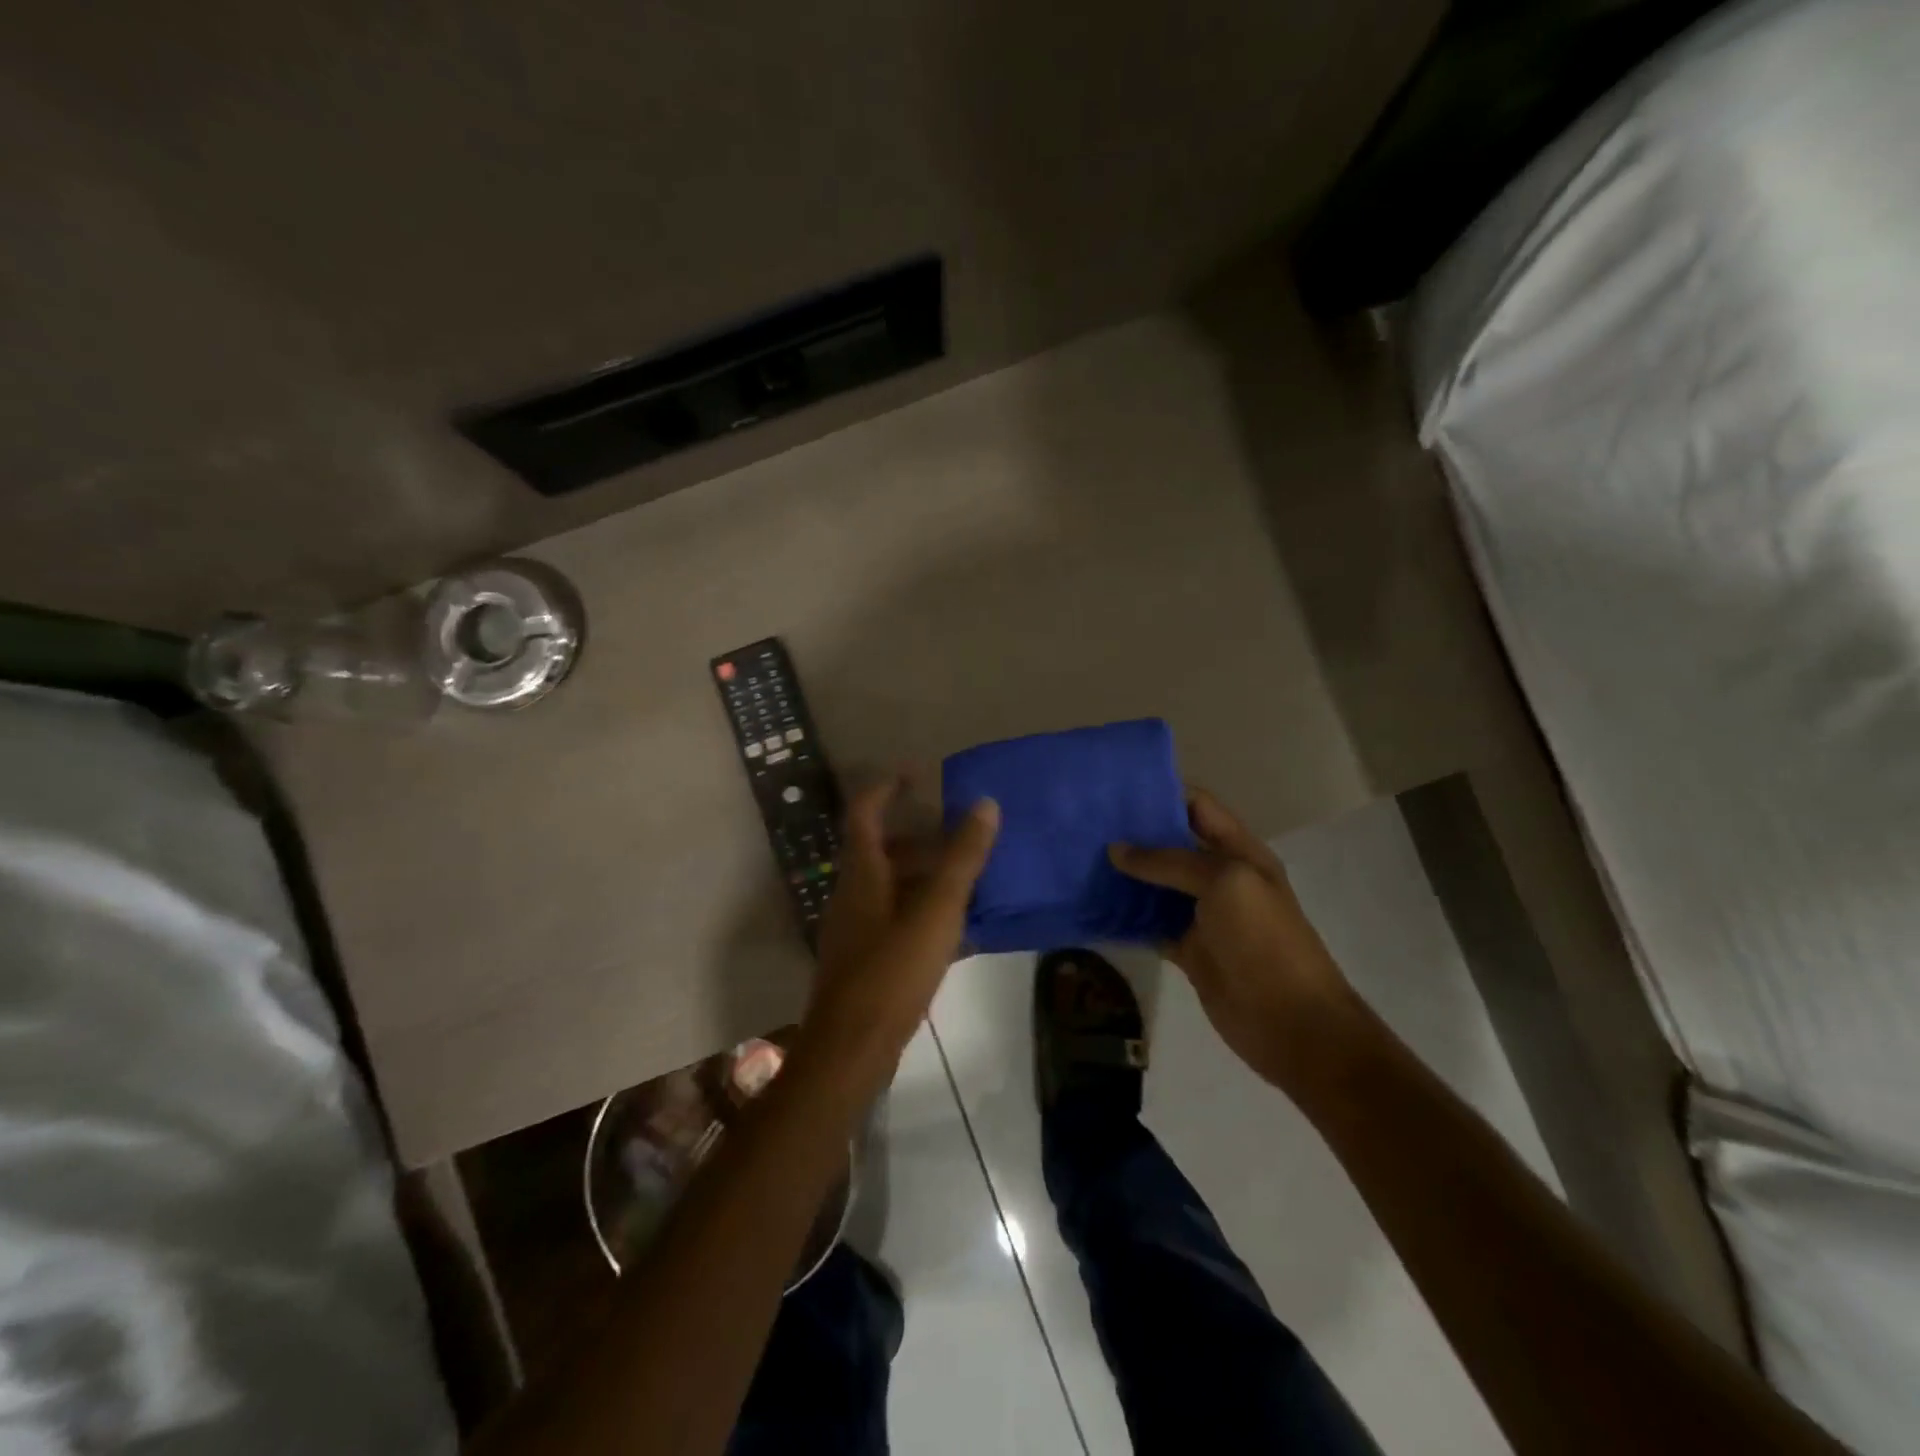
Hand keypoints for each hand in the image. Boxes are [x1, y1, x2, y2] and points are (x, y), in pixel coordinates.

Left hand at [802, 776, 999, 1083]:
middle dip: (917, 836)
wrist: (850, 1049)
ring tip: (966, 878)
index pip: (865, 812)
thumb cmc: (892, 971)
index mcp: (862, 873)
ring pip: (889, 885)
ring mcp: (855, 929)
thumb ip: (962, 858)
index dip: (887, 787)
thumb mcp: (936, 910)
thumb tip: (986, 804)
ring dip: (923, 875)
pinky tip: (955, 930)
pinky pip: (894, 918)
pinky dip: (922, 910)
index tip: (917, 773)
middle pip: (880, 850)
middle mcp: (852, 894)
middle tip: (958, 832)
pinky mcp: (864, 959)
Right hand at [1108, 787, 1365, 1092]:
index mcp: (1239, 851)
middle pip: (1171, 843)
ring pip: (1156, 885)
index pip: (1198, 806)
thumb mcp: (1224, 884)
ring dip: (1124, 874)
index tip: (1114, 787)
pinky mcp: (1187, 949)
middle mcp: (1219, 877)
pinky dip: (1124, 916)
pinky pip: (1149, 924)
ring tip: (1078, 858)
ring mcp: (1203, 915)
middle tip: (1084, 822)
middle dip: (1133, 832)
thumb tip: (1116, 849)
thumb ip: (1170, 862)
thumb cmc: (1264, 942)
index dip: (1162, 792)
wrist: (1292, 1024)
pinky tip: (1092, 906)